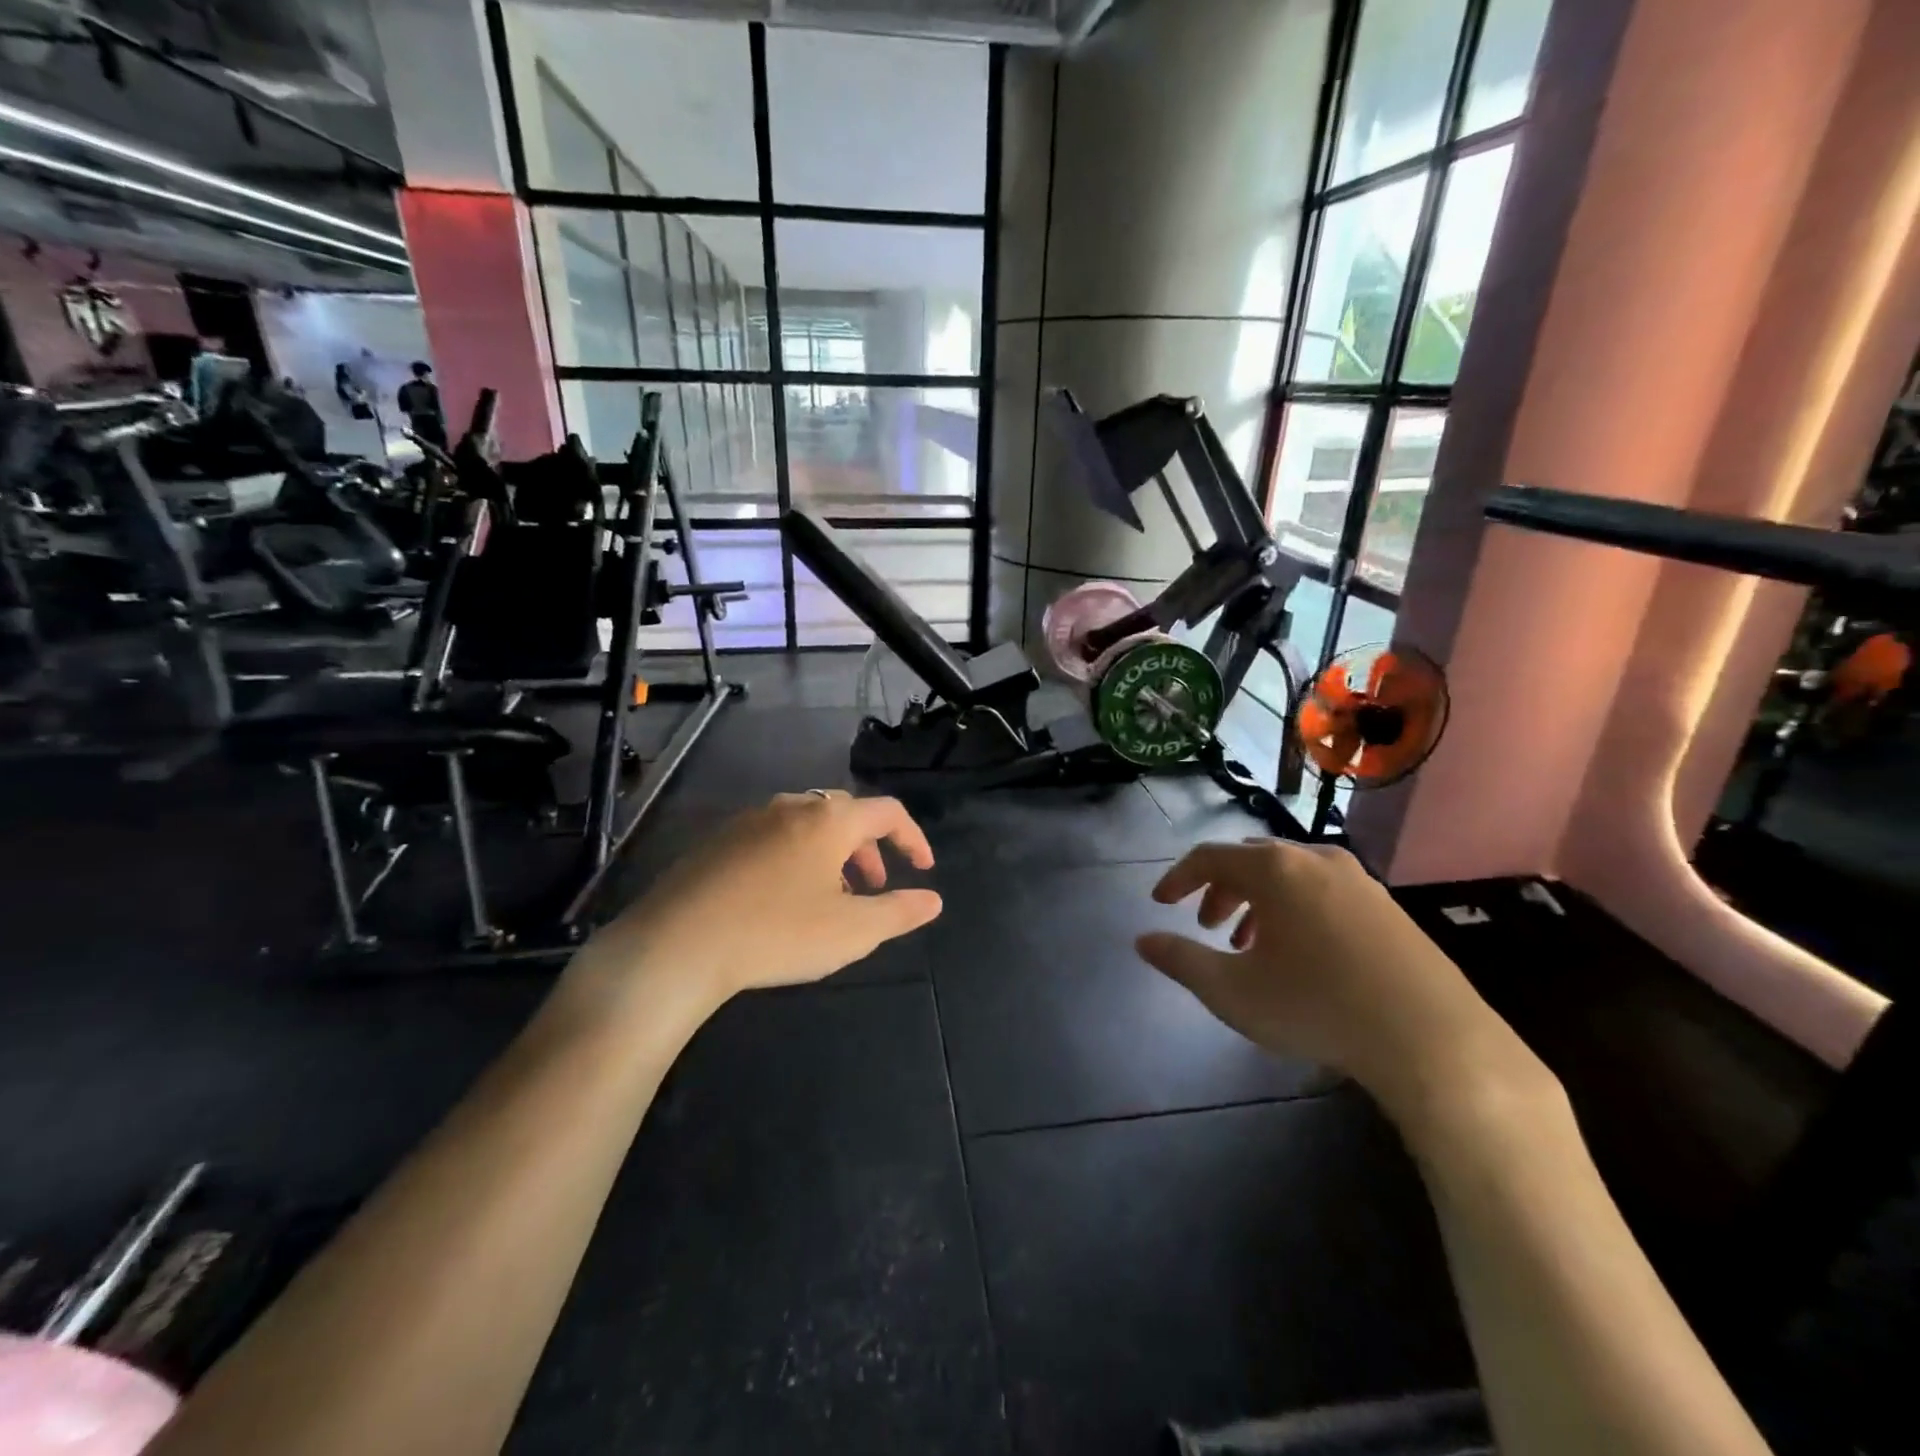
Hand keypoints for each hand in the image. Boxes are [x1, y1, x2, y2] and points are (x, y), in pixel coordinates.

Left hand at [574, 791, 942, 1012]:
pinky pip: (773, 837)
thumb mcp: (852, 931)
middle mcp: (791, 806)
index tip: (922, 870)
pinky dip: (796, 858)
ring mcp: (749, 820)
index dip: (912, 839)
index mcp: (829, 819)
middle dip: (869, 848)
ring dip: (831, 854)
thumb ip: (899, 912)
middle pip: (846, 814)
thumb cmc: (777, 932)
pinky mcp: (717, 840)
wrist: (676, 945)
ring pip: (807, 825)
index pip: (887, 812)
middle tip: (874, 887)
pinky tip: (782, 899)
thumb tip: (933, 900)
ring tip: (830, 897)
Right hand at [1136, 840, 1543, 1128]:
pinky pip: (1323, 892)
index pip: (1209, 856)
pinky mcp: (1387, 907)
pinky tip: (1300, 955)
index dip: (1178, 878)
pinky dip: (1295, 910)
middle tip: (1206, 926)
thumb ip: (1181, 960)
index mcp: (1274, 869)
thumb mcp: (1232, 991)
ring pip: (1289, 877)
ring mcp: (1358, 880)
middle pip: (1251, 860)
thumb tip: (1143, 941)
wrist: (1433, 1040)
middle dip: (1220, 889)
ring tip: (1249, 945)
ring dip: (1258, 902)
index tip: (1160, 903)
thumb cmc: (1317, 1007)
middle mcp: (1315, 860)